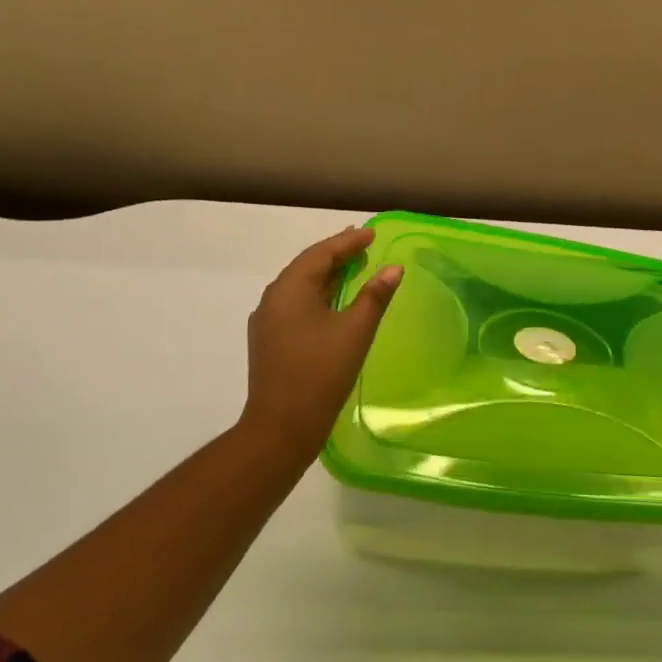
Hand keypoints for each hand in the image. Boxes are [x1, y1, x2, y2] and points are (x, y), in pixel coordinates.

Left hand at [240, 226, 402, 460]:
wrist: (281, 428)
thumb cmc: (321, 373)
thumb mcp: (355, 331)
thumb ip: (375, 296)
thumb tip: (393, 268)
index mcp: (290, 288)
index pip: (322, 253)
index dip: (348, 242)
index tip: (372, 234)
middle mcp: (273, 298)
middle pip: (307, 266)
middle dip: (336, 254)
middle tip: (362, 244)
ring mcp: (267, 320)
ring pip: (300, 286)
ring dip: (326, 275)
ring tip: (352, 267)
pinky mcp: (269, 340)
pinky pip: (295, 304)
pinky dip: (317, 295)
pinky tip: (333, 302)